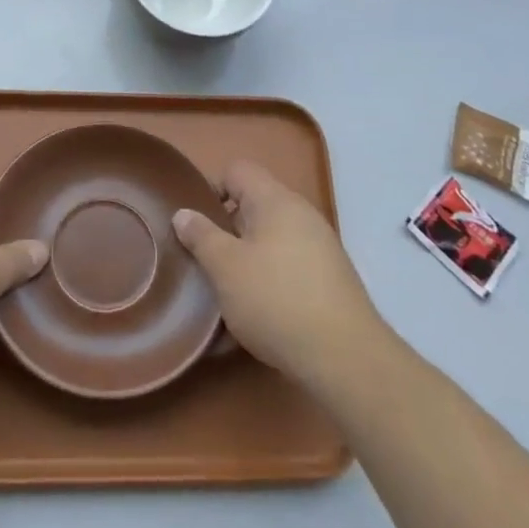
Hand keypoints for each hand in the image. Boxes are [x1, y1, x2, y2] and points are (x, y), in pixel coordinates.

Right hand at [173, 160, 384, 389]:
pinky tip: (259, 311)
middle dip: (227, 229)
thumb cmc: (275, 300)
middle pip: (254, 205)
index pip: (238, 171)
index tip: (198, 226)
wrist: (345, 356)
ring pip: (271, 238)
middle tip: (207, 260)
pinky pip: (289, 264)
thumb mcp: (225, 267)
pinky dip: (270, 278)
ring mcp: (320, 246)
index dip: (212, 189)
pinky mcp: (330, 278)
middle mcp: (301, 213)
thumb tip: (184, 213)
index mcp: (275, 200)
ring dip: (247, 257)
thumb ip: (201, 236)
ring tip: (229, 290)